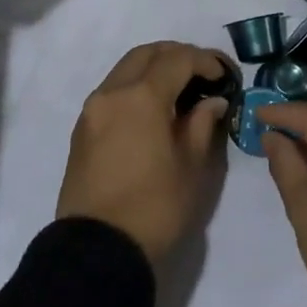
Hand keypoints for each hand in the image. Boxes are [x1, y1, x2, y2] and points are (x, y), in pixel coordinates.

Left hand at [56, 41, 229, 263]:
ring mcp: (92, 110)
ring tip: (180, 90)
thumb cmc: (155, 209)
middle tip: (203, 74)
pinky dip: (135, 87)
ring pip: (125, 69)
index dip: (205, 61)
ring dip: (154, 69)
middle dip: (177, 55)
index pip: (177, 59)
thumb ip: (202, 124)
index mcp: (141, 97)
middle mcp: (112, 93)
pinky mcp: (82, 129)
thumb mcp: (192, 168)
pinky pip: (112, 91)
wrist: (98, 252)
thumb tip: (211, 102)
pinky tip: (153, 110)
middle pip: (147, 54)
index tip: (224, 76)